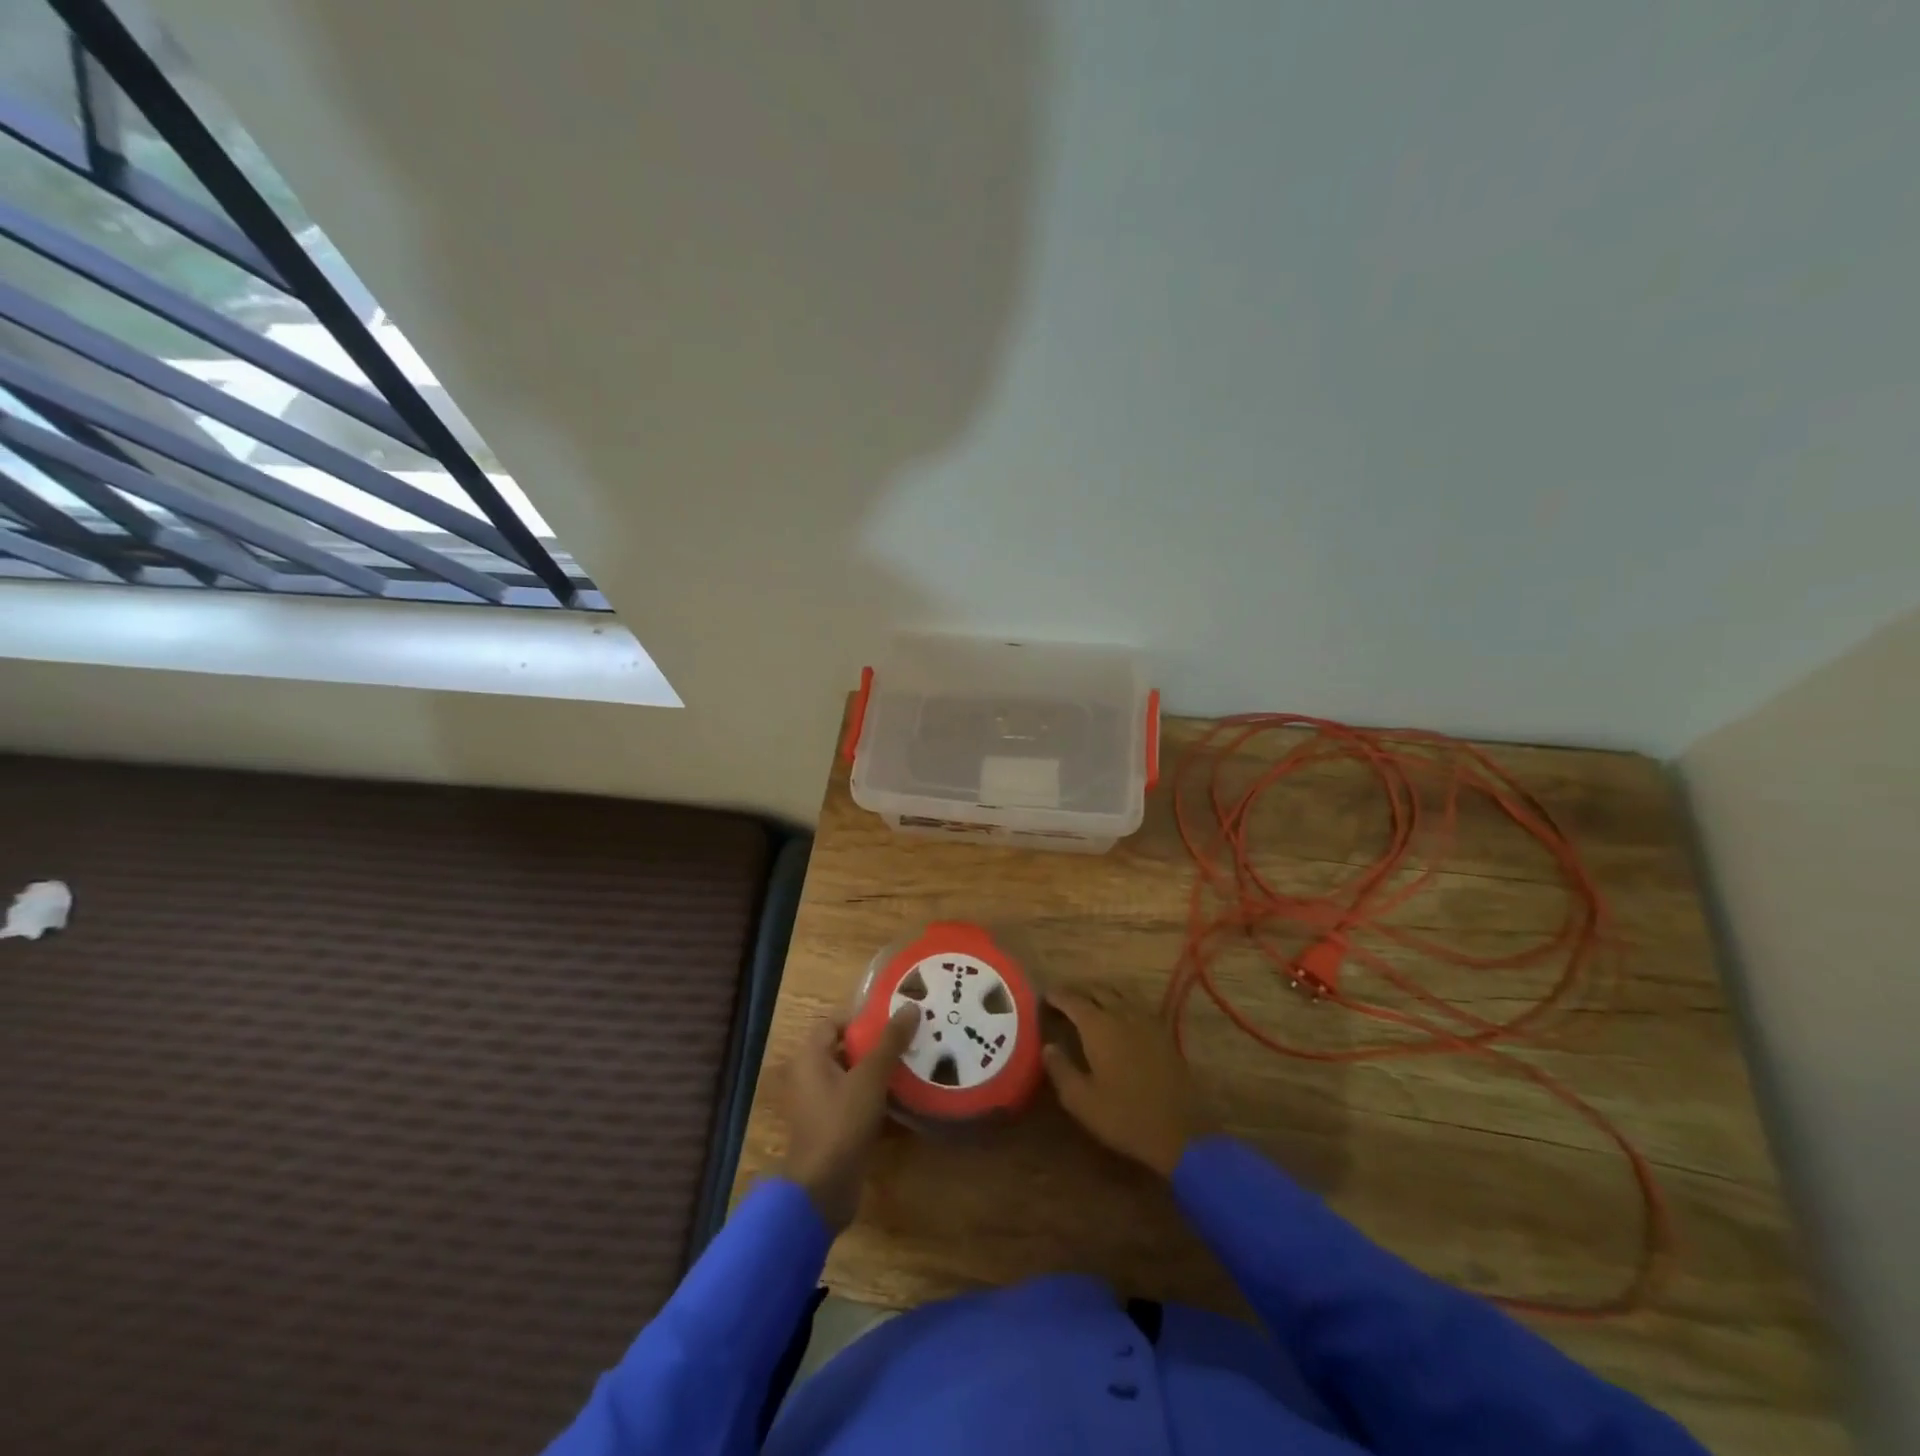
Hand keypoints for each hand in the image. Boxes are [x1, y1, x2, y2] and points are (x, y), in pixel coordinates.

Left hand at [778, 1005, 917, 1230]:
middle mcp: (810, 1076)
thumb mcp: (870, 1077)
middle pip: (846, 1049)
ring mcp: (820, 1105)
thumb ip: (890, 1041)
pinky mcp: (833, 1128)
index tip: (893, 1019)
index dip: (861, 1018)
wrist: (822, 1190)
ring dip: (880, 1072)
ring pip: (853, 1077)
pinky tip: (905, 1098)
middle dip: (876, 1044)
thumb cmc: (841, 1123)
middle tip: (910, 1038)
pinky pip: (856, 1102)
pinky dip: (876, 1098)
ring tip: (914, 1063)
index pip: (834, 1023)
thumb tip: (911, 1006)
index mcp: (810, 1057)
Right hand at [1044, 986, 1211, 1176]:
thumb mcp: (1081, 1100)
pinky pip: (1136, 1003)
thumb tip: (1048, 1046)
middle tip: (1062, 999)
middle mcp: (1122, 1013)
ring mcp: (1146, 1020)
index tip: (1044, 997)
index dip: (1056, 996)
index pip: (1072, 999)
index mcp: (1098, 1026)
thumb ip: (1060, 1069)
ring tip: (1088, 1001)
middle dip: (1077, 990)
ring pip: (1119, 992)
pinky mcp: (1163, 1032)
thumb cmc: (1124, 1117)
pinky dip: (1121, 1000)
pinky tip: (1119, 1014)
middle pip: (1096, 989)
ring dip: (1100, 991)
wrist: (1181, 1132)